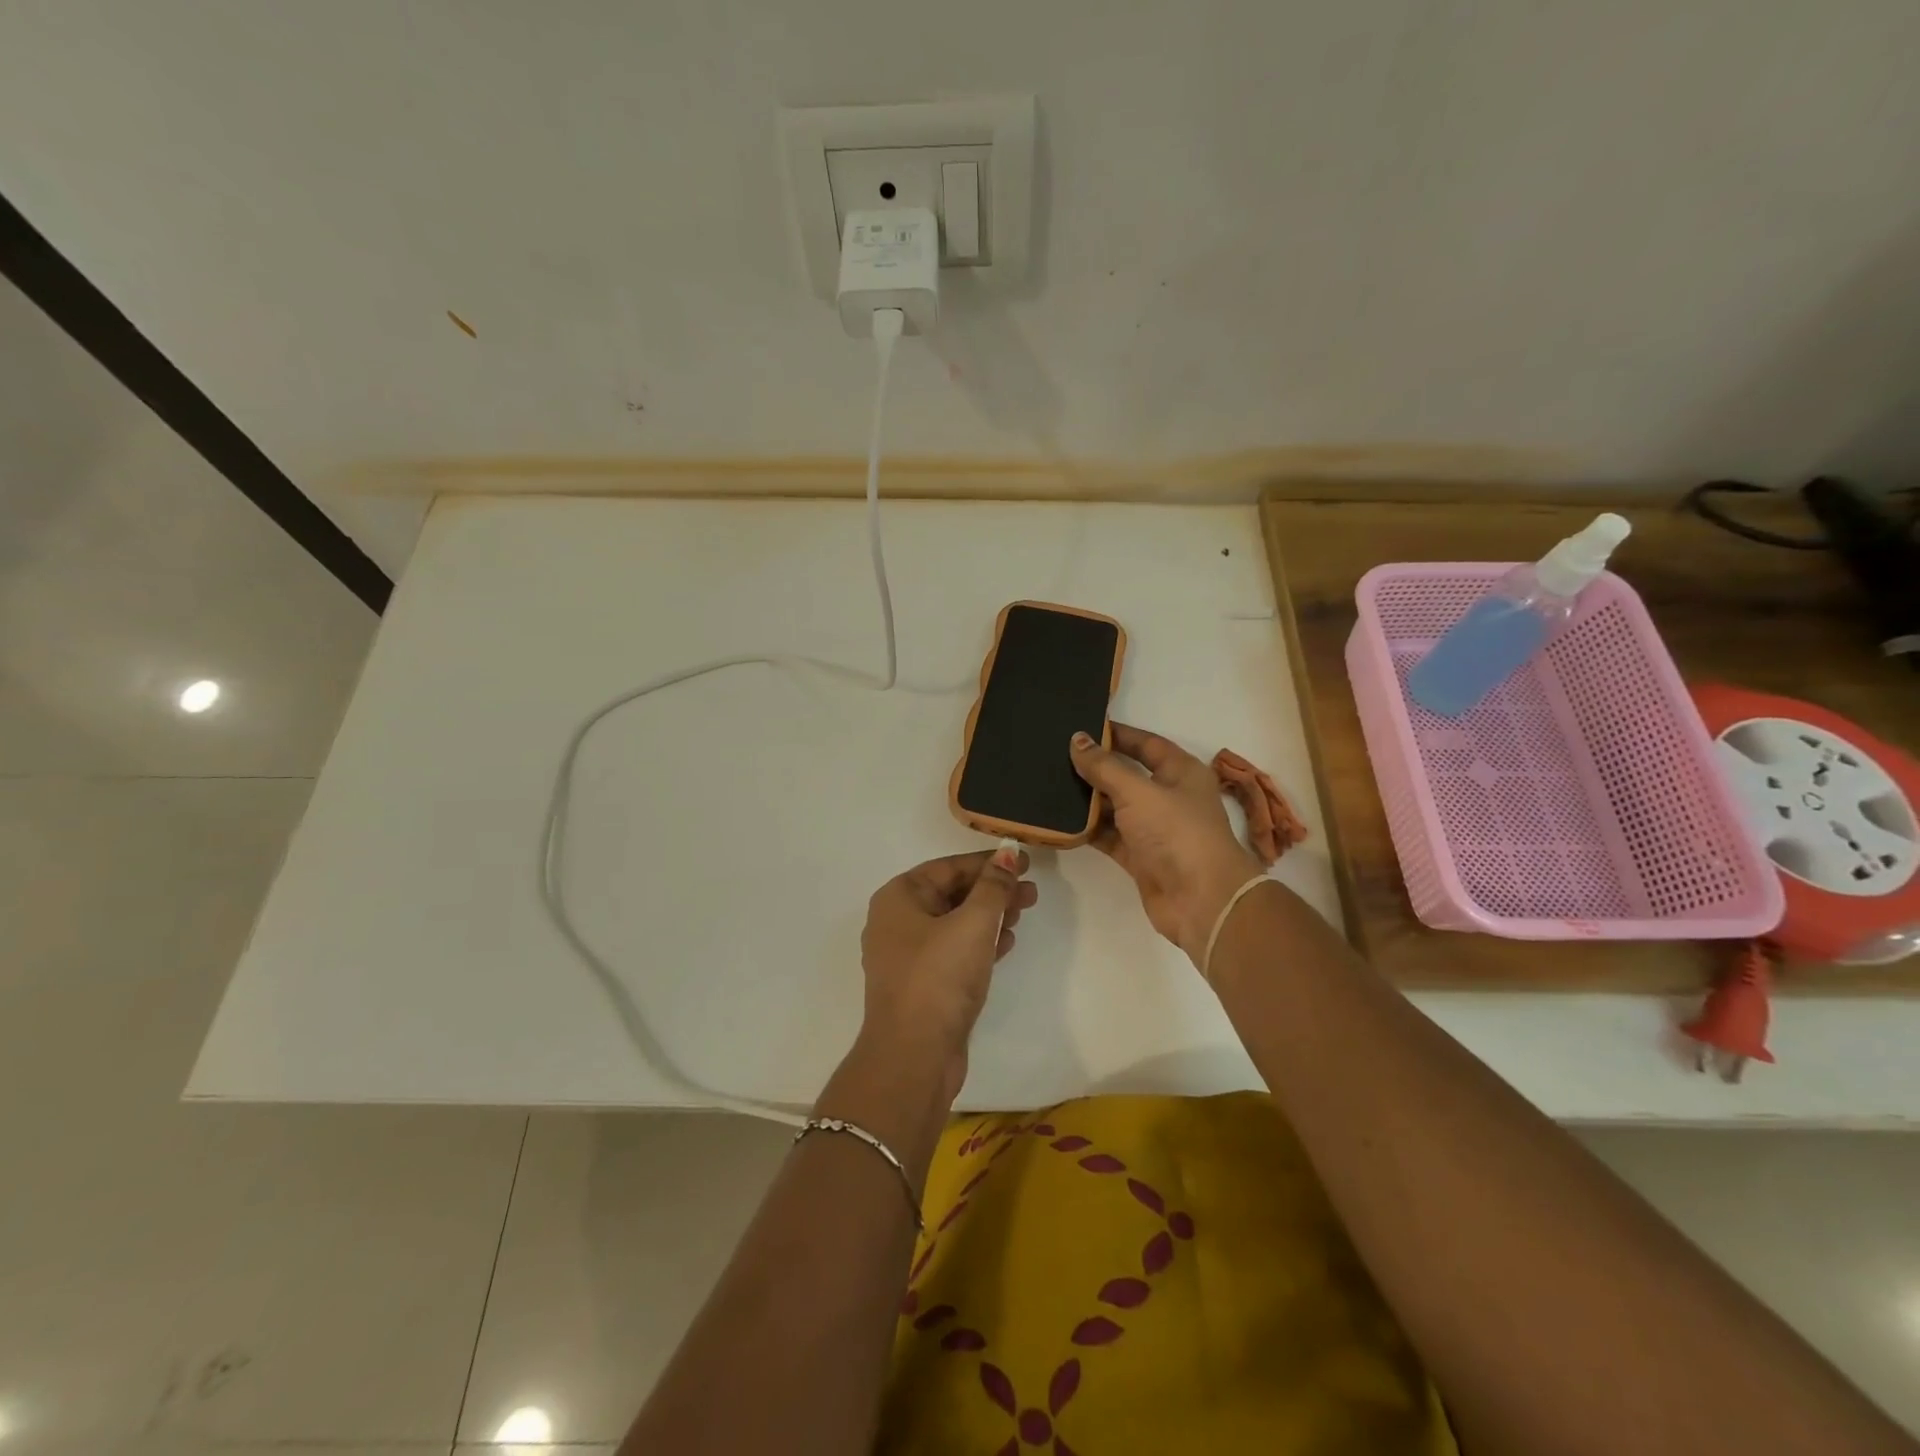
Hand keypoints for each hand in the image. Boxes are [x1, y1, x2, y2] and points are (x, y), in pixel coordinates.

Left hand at [857, 847, 1036, 1100]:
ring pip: (955, 923)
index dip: (988, 863)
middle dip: (992, 891)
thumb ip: (993, 886)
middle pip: (951, 893)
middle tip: (1031, 892)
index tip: (1023, 861)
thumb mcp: (973, 924)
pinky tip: (1006, 943)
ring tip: (1024, 913)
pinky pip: (954, 951)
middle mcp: (897, 922)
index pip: (948, 867)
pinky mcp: (922, 984)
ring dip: (990, 916)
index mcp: (898, 898)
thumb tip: (1007, 854)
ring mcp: (907, 956)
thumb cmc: (939, 978)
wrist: (913, 1056)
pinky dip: (980, 943)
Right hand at [1071, 724, 1264, 965]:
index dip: (1116, 734)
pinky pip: (1109, 836)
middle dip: (1095, 767)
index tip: (1082, 727)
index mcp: (1180, 772)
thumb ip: (1104, 766)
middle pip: (1127, 775)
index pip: (1145, 743)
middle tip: (1056, 756)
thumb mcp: (1137, 792)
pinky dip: (1088, 830)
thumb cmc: (1176, 833)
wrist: (1201, 900)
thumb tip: (1078, 739)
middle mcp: (1168, 796)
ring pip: (1115, 807)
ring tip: (1050, 784)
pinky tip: (1060, 821)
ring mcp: (1154, 828)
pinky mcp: (1140, 856)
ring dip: (1088, 800)